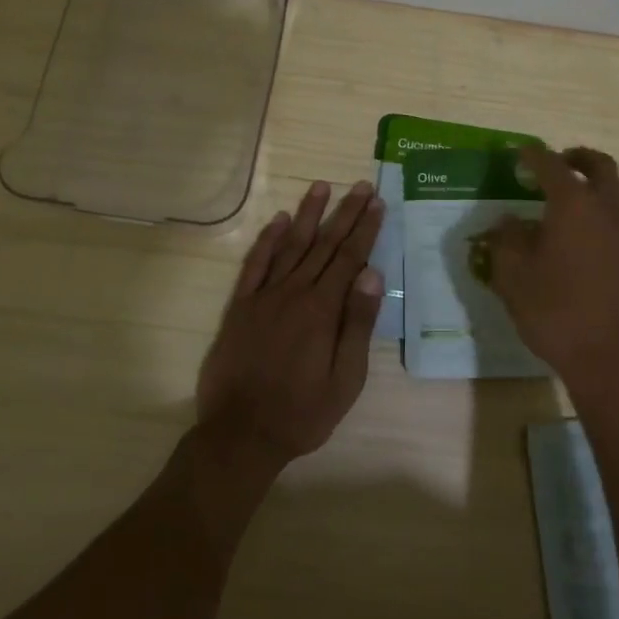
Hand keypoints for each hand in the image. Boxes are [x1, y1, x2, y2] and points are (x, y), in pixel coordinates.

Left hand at [196, 180, 385, 469]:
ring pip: (290, 245)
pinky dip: (267, 240)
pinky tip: (278, 220)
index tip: (377, 202)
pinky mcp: (240, 306)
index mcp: (322, 309)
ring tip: (321, 187)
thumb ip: (357, 324)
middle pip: (324, 244)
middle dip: (345, 213)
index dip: (365, 229)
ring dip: (307, 214)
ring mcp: (264, 296)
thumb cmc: (302, 412)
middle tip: (361, 185)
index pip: (350, 258)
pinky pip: (255, 264)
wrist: (241, 434)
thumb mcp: (345, 379)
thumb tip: (372, 274)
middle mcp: (294, 292)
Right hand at [482, 147, 618, 397]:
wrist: (612, 362)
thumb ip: (506, 241)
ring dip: (599, 185)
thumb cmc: (555, 313)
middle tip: (560, 162)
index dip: (534, 155)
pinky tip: (591, 240)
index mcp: (574, 205)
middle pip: (601, 166)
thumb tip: (507, 221)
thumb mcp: (513, 277)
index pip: (552, 165)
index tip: (521, 152)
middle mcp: (609, 210)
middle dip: (579, 158)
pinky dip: (609, 215)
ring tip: (577, 199)